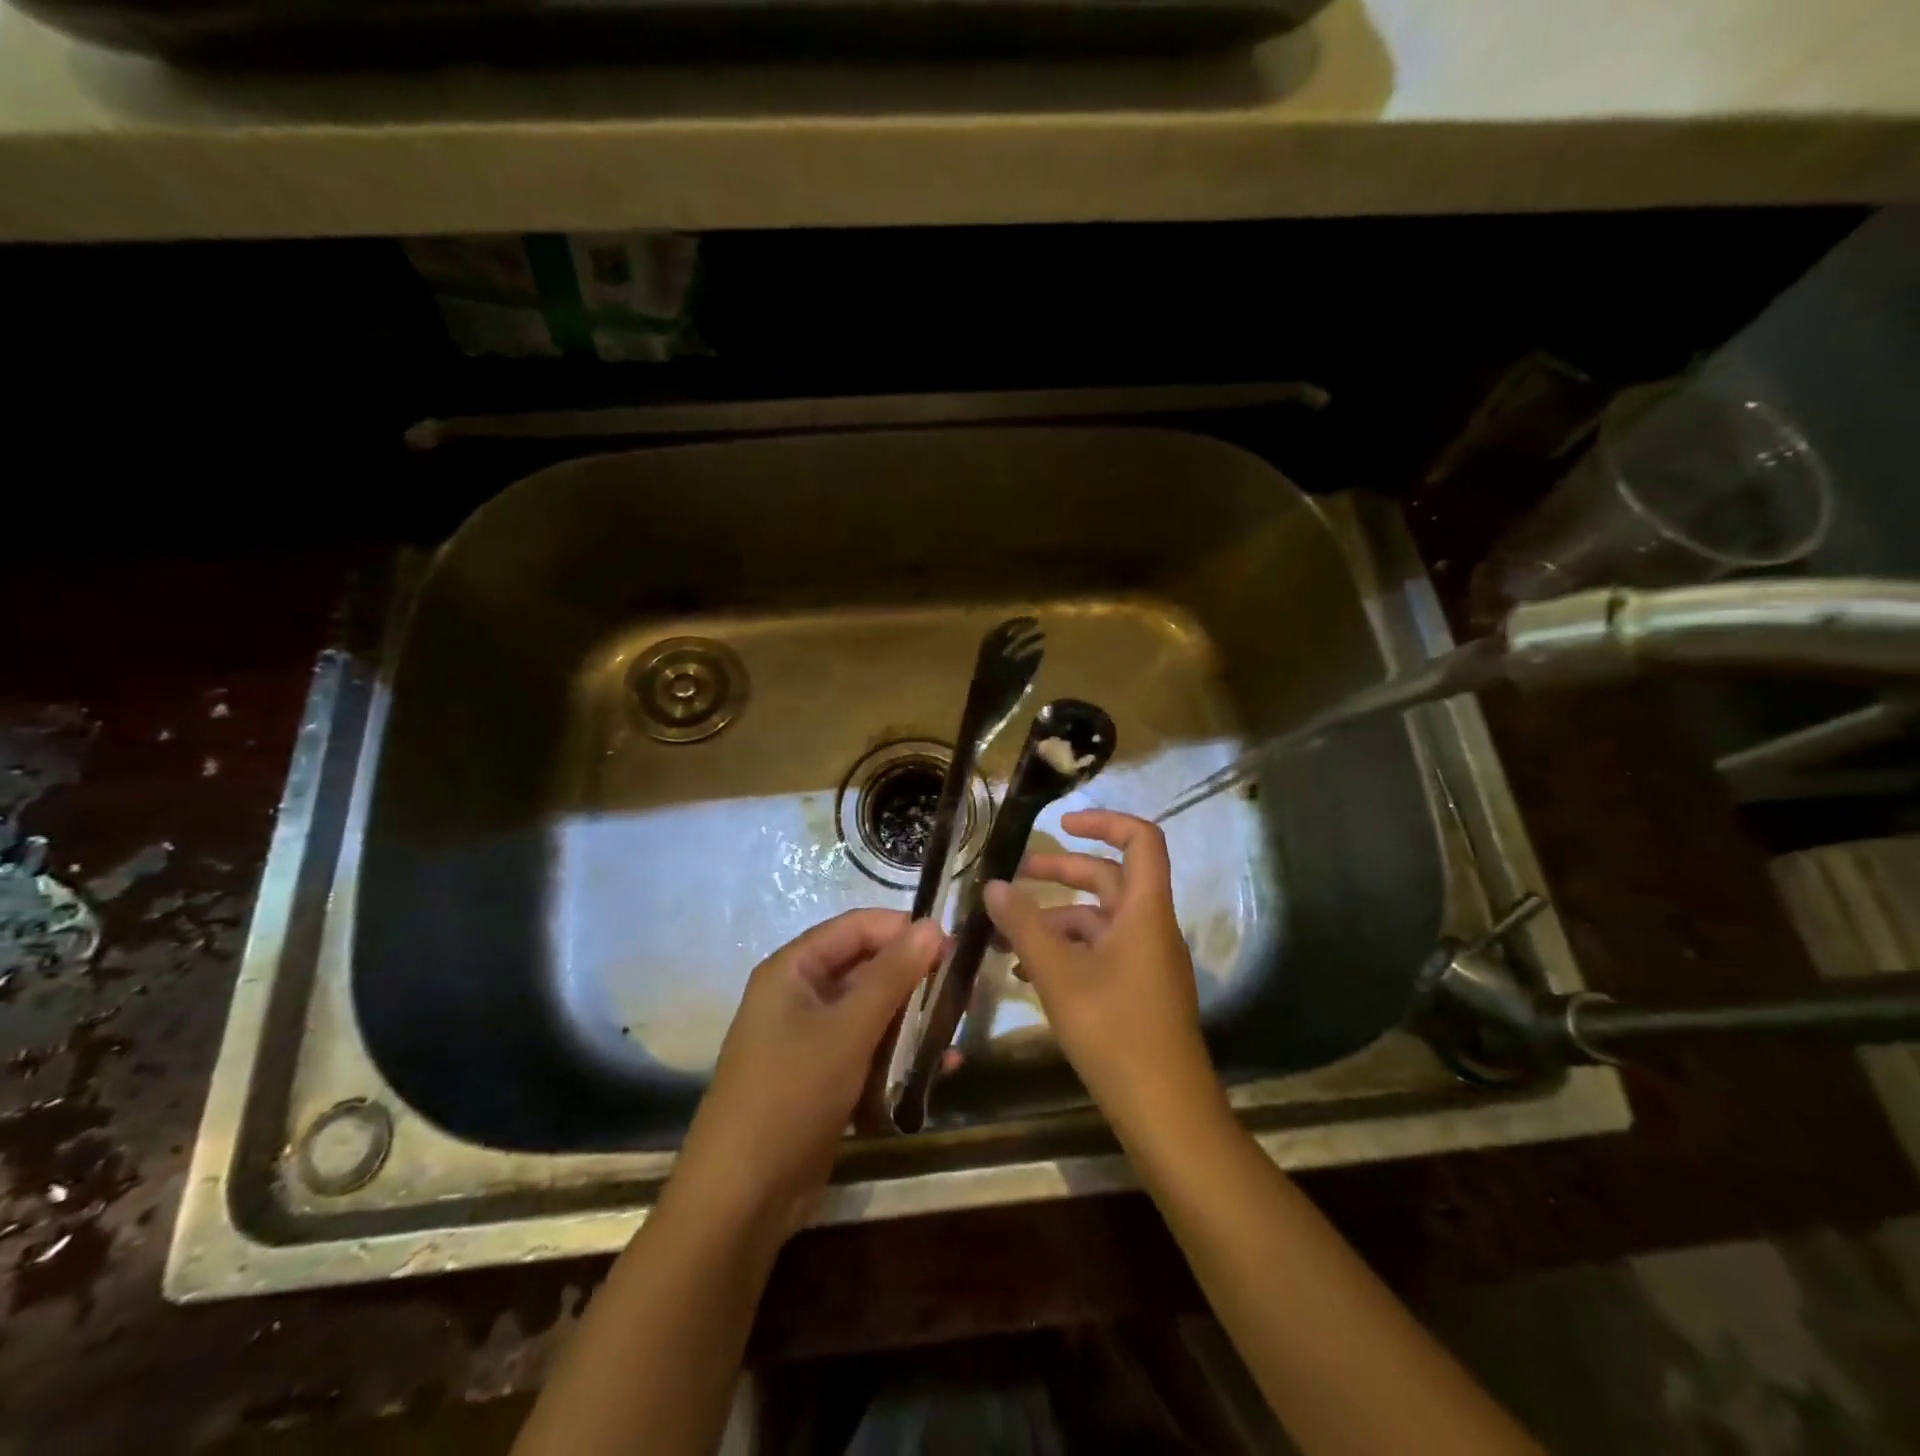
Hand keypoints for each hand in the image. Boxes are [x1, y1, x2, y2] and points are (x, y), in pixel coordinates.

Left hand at [669, 910, 943, 1237]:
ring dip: (912, 1019)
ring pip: (871, 1011)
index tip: (953, 945)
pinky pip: (868, 1050)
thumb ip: (892, 975)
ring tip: (956, 1029)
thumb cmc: (792, 1094)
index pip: (856, 928)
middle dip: (913, 977)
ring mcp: (810, 1039)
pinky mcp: (823, 1077)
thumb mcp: (848, 1029)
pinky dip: (898, 1055)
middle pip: (866, 968)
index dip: (903, 930)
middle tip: (963, 988)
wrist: (742, 1198)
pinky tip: (938, 1069)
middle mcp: (800, 995)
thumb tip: (932, 925)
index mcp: (793, 970)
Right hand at [983, 810, 1224, 1139]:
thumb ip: (1025, 926)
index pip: (1141, 840)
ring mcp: (1147, 961)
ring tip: (1005, 934)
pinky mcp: (1139, 990)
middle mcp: (1151, 928)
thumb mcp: (1060, 975)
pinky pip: (1101, 952)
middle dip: (1062, 871)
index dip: (1105, 821)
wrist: (1167, 1114)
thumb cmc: (1115, 1033)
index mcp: (1145, 911)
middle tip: (1015, 875)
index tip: (1062, 824)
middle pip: (1110, 878)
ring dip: (1055, 918)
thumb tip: (994, 884)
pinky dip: (1067, 950)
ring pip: (1099, 920)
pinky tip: (1027, 972)